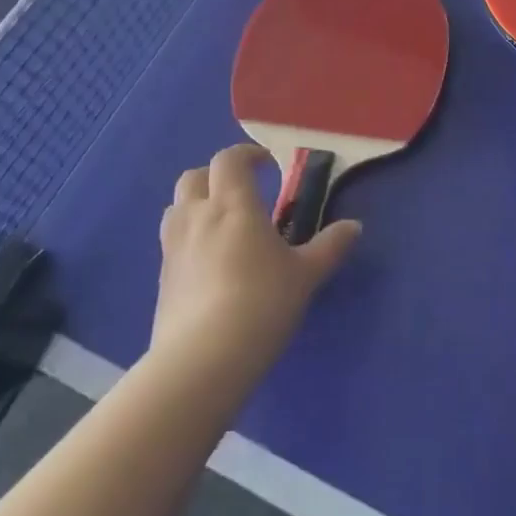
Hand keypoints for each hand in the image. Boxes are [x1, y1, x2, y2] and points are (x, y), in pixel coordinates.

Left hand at [153, 144, 360, 376]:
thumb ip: (329, 247)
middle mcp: (198, 217)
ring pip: (176, 207)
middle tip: (242, 191)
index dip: (248, 155)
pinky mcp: (161, 279)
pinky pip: (171, 242)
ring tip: (222, 224)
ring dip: (196, 204)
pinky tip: (209, 264)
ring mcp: (173, 248)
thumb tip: (354, 226)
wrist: (202, 361)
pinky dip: (188, 239)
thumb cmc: (261, 303)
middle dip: (216, 175)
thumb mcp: (305, 275)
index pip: (230, 160)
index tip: (268, 165)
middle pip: (194, 176)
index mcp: (233, 204)